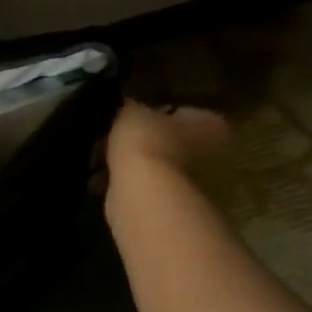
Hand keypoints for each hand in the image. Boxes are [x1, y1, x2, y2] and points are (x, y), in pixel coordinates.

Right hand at [102, 100, 230, 206]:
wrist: (142, 191)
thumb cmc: (147, 141)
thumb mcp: (131, 110)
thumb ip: (131, 107)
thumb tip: (125, 107)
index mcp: (211, 124)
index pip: (185, 112)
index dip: (157, 112)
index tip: (133, 116)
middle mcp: (211, 154)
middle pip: (169, 140)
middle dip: (143, 141)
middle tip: (112, 138)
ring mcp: (192, 182)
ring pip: (154, 165)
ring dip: (131, 164)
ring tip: (100, 160)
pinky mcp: (169, 203)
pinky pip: (142, 185)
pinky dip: (124, 183)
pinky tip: (102, 179)